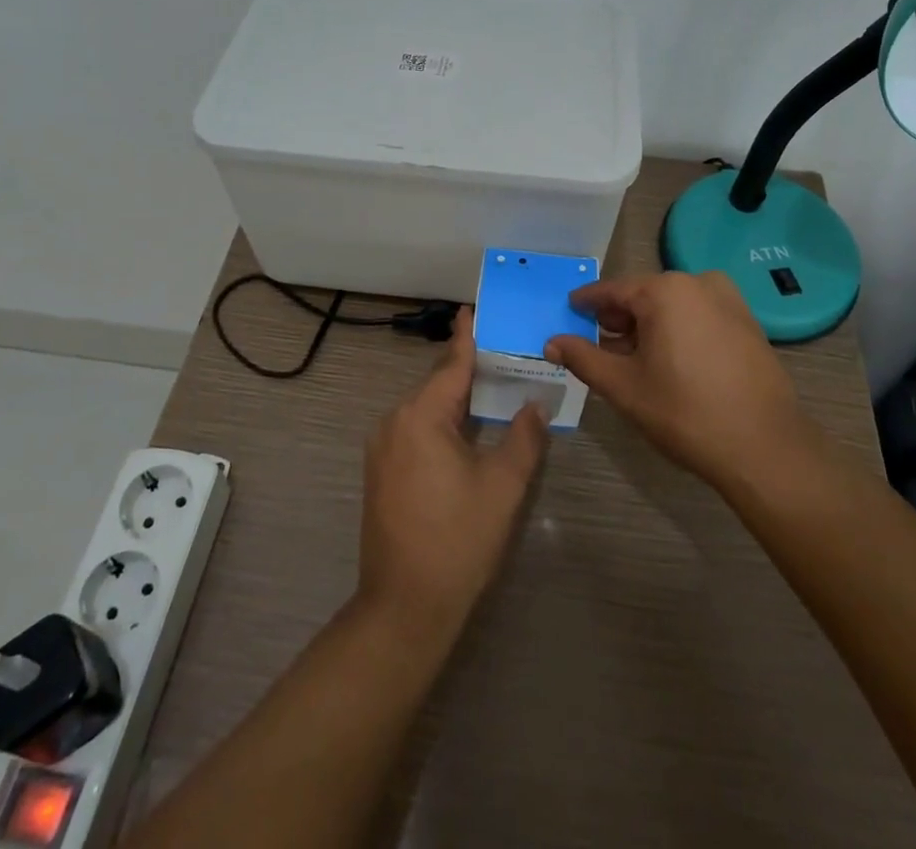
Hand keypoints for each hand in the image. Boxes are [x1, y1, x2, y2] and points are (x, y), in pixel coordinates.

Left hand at [358, 307, 547, 636]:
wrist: (404, 606)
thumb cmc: (458, 539)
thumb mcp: (502, 486)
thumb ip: (524, 438)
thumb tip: (535, 405)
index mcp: (421, 416)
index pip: (450, 365)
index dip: (465, 337)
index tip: (472, 309)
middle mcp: (394, 422)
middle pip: (436, 385)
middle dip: (465, 369)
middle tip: (499, 354)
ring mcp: (382, 448)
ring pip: (424, 409)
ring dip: (454, 399)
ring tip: (488, 388)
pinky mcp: (380, 472)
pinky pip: (414, 430)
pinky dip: (440, 421)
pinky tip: (463, 430)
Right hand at [546, 271, 818, 496]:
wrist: (765, 448)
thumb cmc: (685, 412)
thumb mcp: (624, 387)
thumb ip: (583, 358)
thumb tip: (551, 342)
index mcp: (664, 290)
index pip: (611, 290)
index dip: (586, 303)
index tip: (569, 311)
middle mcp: (697, 283)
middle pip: (643, 295)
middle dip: (618, 319)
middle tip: (598, 346)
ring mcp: (728, 300)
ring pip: (672, 306)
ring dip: (648, 326)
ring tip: (632, 360)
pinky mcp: (747, 322)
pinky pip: (698, 315)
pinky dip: (677, 330)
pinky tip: (670, 363)